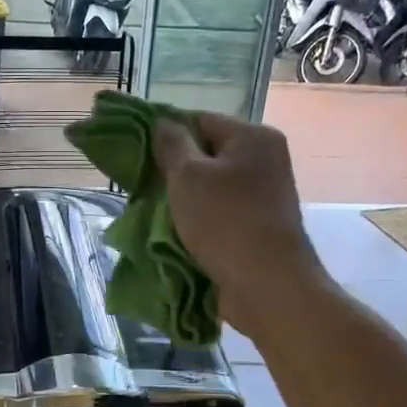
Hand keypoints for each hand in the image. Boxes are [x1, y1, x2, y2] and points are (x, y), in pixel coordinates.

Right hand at [153, 113, 326, 334]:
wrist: (267, 285)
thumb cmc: (226, 222)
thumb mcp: (188, 176)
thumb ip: (171, 145)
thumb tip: (163, 123)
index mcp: (254, 138)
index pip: (202, 120)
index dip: (168, 134)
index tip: (139, 156)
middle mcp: (265, 162)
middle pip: (208, 156)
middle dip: (174, 173)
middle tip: (144, 189)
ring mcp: (265, 198)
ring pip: (212, 190)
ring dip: (184, 203)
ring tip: (155, 216)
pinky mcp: (259, 230)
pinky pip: (220, 217)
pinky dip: (199, 225)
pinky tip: (175, 237)